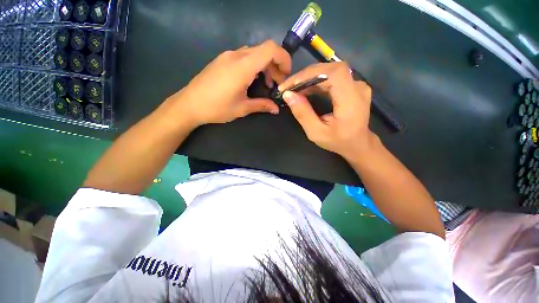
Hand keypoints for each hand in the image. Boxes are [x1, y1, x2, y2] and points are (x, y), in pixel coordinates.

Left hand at [167, 40, 291, 126]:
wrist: (189, 104)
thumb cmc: (216, 108)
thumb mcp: (242, 108)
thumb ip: (262, 106)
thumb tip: (276, 109)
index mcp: (243, 66)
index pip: (270, 49)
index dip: (283, 58)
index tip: (286, 75)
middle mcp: (236, 55)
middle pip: (264, 50)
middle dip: (276, 65)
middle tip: (277, 84)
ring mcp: (227, 56)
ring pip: (255, 53)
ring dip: (265, 66)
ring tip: (267, 84)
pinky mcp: (222, 60)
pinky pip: (244, 56)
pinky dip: (254, 65)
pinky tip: (252, 80)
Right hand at [279, 62, 375, 159]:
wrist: (357, 143)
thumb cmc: (337, 141)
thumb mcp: (316, 133)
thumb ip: (303, 114)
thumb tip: (288, 95)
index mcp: (351, 101)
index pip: (335, 74)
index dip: (311, 74)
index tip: (292, 84)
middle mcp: (358, 87)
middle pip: (330, 70)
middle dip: (306, 76)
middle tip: (288, 87)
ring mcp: (357, 84)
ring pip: (330, 71)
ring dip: (309, 78)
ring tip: (294, 88)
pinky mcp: (352, 85)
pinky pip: (332, 77)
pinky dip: (316, 81)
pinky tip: (305, 89)